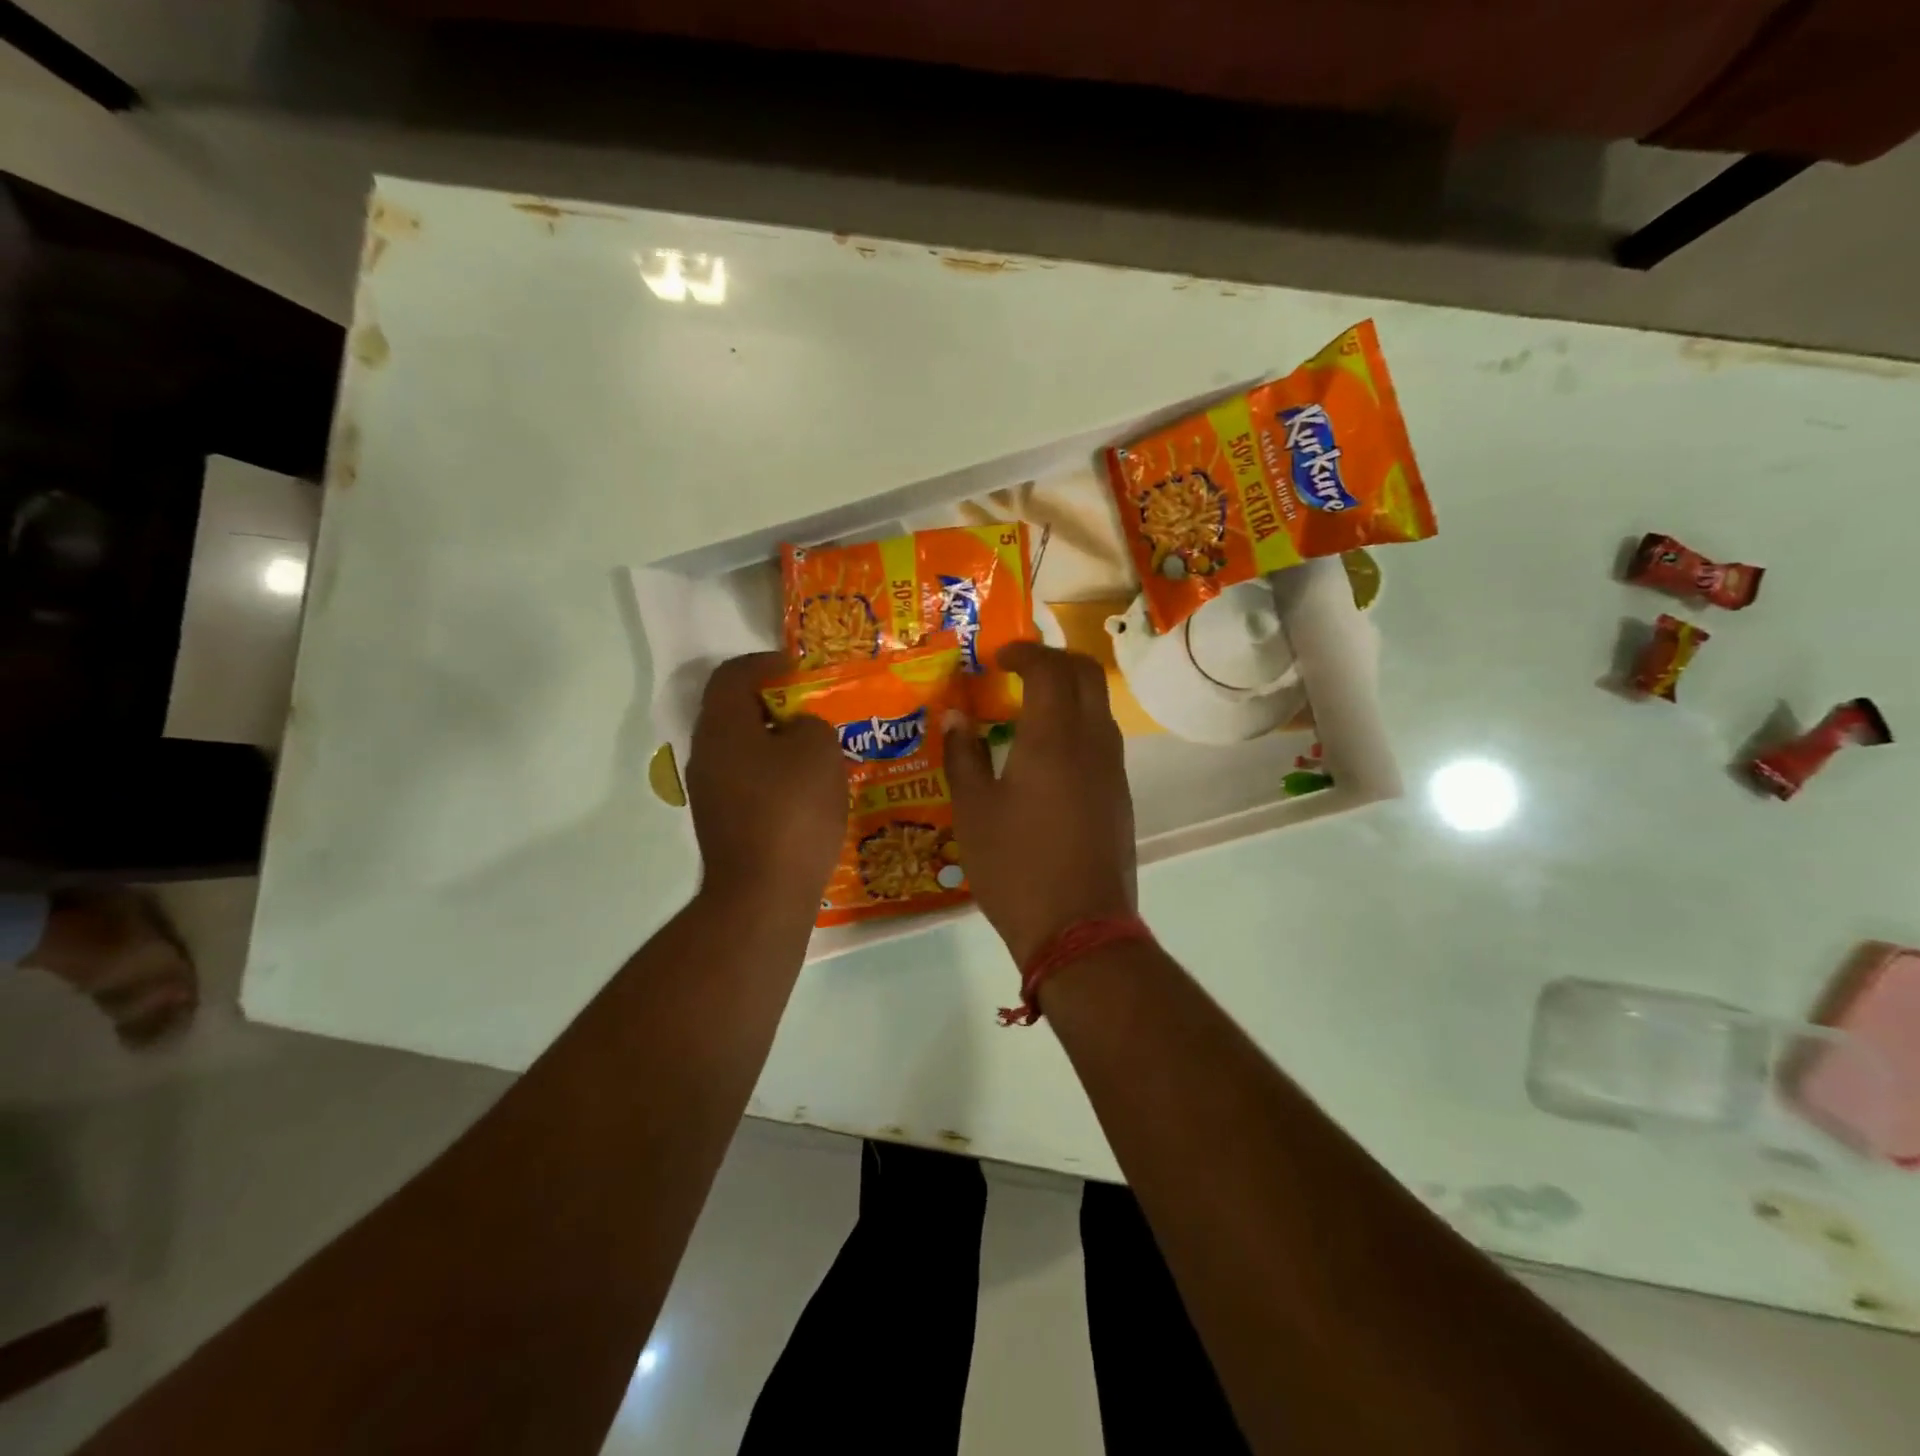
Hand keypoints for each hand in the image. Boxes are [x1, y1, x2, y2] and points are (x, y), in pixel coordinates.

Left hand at [685, 653, 846, 913]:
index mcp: (722, 727)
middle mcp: (705, 755)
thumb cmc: (792, 811)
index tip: (797, 669)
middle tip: (813, 711)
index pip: (732, 675)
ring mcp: (709, 793)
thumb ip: (810, 725)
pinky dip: (773, 775)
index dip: (765, 663)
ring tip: (816, 751)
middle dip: (774, 705)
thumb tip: (797, 731)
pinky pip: (747, 782)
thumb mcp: (819, 751)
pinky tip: (806, 792)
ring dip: (775, 743)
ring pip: (742, 750)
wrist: (763, 894)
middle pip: (734, 713)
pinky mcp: (722, 824)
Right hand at [945, 642, 1136, 964]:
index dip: (1023, 652)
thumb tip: (956, 717)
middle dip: (1053, 659)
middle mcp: (1093, 741)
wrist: (1079, 928)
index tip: (997, 657)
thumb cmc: (1016, 867)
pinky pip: (1102, 738)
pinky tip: (1048, 753)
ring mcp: (1113, 769)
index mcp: (1054, 737)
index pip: (1049, 667)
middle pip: (1086, 673)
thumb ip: (963, 755)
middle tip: (1018, 669)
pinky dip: (1078, 723)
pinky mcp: (1120, 795)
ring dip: (1069, 691)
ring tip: (1030, 708)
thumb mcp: (974, 811)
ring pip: (1099, 705)